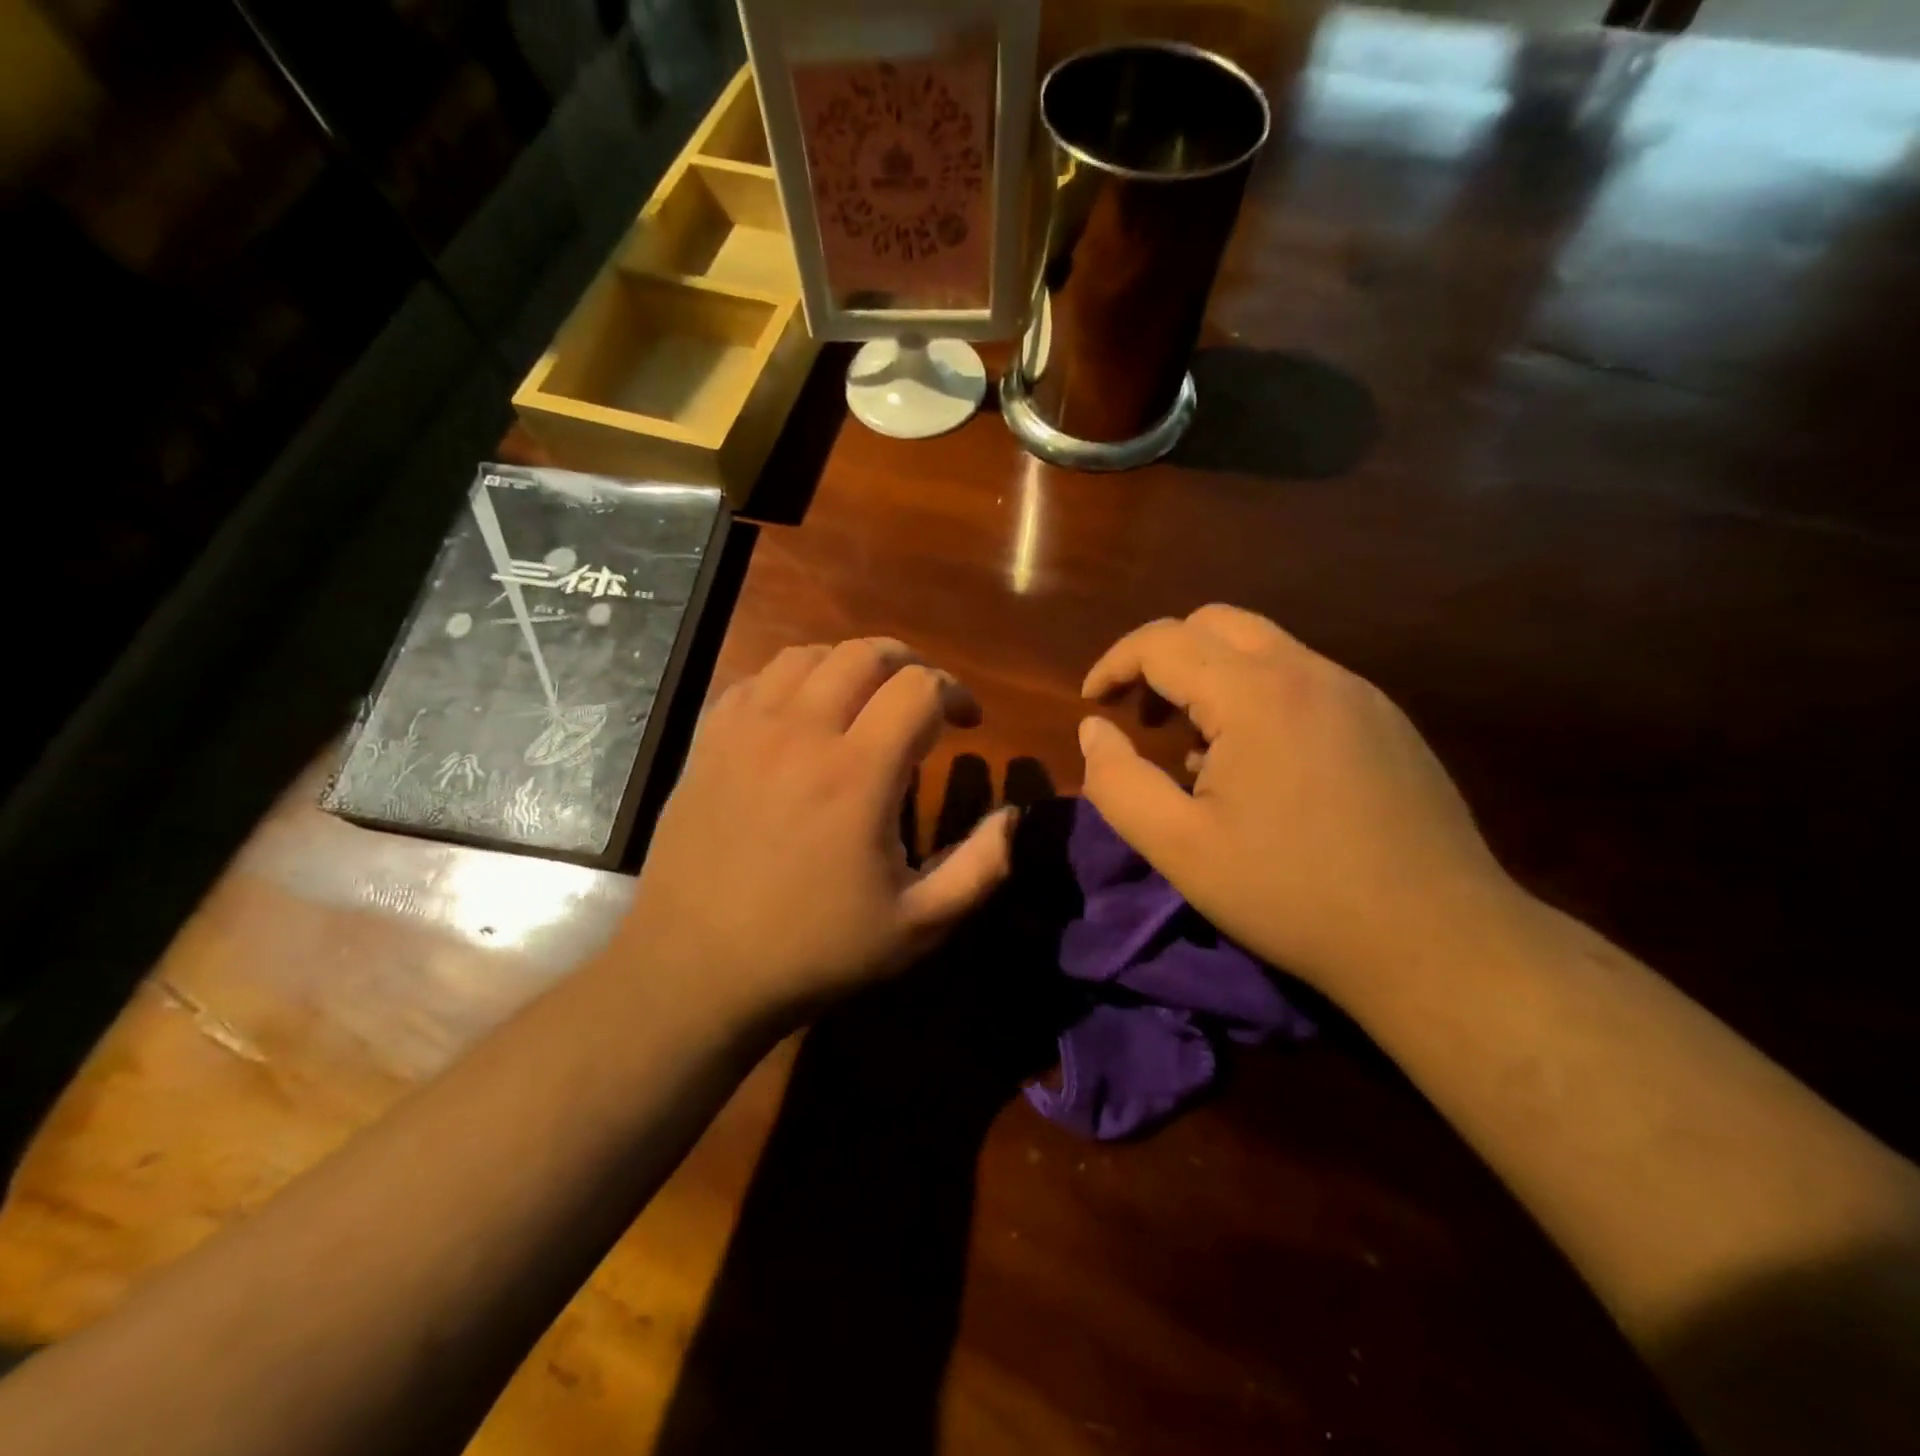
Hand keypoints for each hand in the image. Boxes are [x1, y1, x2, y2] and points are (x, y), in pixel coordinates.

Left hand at [621, 638, 1016, 1028]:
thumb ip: (981, 867)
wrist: (696, 969)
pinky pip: (758, 680)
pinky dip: (794, 681)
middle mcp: (802, 732)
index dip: (957, 693)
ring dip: (851, 666)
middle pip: (865, 654)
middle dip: (910, 664)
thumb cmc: (814, 950)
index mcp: (858, 772)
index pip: (920, 688)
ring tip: (866, 700)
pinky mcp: (709, 741)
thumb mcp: (918, 925)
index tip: (968, 722)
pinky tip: (803, 716)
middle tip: (924, 700)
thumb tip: (1011, 814)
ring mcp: (748, 731)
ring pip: (808, 655)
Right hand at [1077, 605, 1517, 994]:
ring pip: (1264, 648)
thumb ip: (1117, 781)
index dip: (1114, 663)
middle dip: (1163, 657)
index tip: (1092, 704)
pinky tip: (1260, 766)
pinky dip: (1258, 697)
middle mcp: (1310, 672)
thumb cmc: (1292, 894)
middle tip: (1142, 716)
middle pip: (1216, 623)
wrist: (1437, 940)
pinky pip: (1304, 680)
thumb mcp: (1179, 848)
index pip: (1164, 640)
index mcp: (1255, 694)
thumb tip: (1094, 730)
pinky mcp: (1386, 721)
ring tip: (1195, 747)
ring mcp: (1358, 693)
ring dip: (1212, 676)